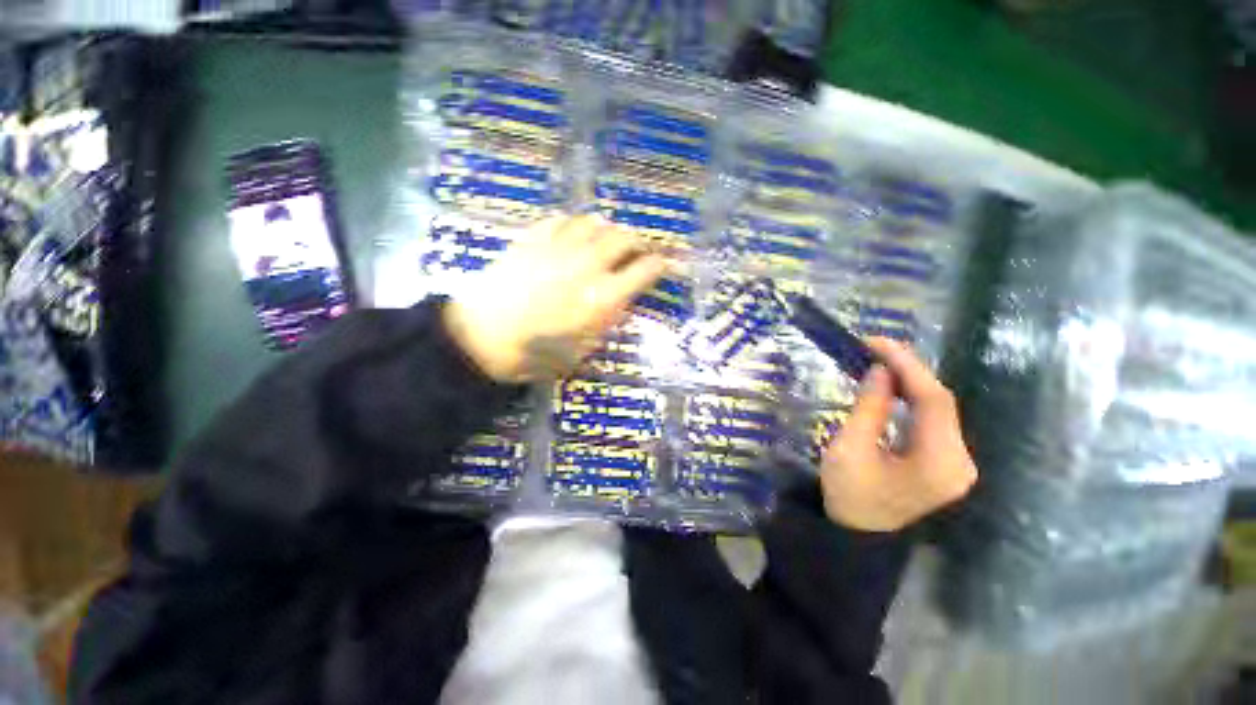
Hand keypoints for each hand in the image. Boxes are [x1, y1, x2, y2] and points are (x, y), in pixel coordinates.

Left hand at [443, 214, 668, 382]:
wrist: (480, 338)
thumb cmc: (535, 354)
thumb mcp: (582, 351)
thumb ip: (606, 322)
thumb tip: (619, 301)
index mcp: (603, 297)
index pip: (644, 270)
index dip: (659, 265)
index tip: (663, 265)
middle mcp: (587, 265)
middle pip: (624, 238)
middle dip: (638, 242)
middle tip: (638, 250)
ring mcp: (559, 247)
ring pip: (595, 223)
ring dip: (608, 230)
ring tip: (608, 239)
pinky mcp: (532, 239)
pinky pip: (562, 220)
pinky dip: (575, 224)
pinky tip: (574, 233)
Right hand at [820, 338, 977, 531]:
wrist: (857, 535)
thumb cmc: (848, 494)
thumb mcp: (850, 448)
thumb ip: (869, 407)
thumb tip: (880, 370)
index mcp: (939, 462)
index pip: (933, 400)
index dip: (907, 365)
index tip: (876, 341)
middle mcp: (960, 461)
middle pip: (941, 403)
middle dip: (908, 370)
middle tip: (874, 347)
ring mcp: (957, 464)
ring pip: (938, 410)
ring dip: (910, 382)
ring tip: (880, 360)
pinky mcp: (946, 463)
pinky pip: (933, 422)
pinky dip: (912, 400)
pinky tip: (893, 387)